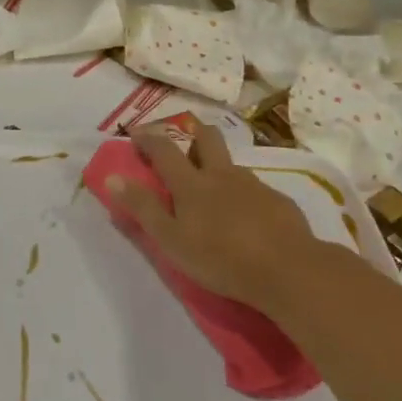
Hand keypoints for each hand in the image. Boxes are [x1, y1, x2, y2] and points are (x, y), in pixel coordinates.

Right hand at [110, 117, 314, 310]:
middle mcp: (221, 174)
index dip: (147, 137)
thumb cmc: (221, 258)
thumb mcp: (171, 239)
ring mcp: (253, 185)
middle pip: (206, 138)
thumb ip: (142, 208)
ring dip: (218, 164)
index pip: (163, 149)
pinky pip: (255, 188)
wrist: (289, 270)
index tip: (135, 132)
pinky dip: (243, 193)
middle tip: (183, 135)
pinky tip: (247, 215)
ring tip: (214, 186)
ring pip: (231, 163)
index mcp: (191, 183)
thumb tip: (112, 178)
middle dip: (192, 130)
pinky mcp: (278, 201)